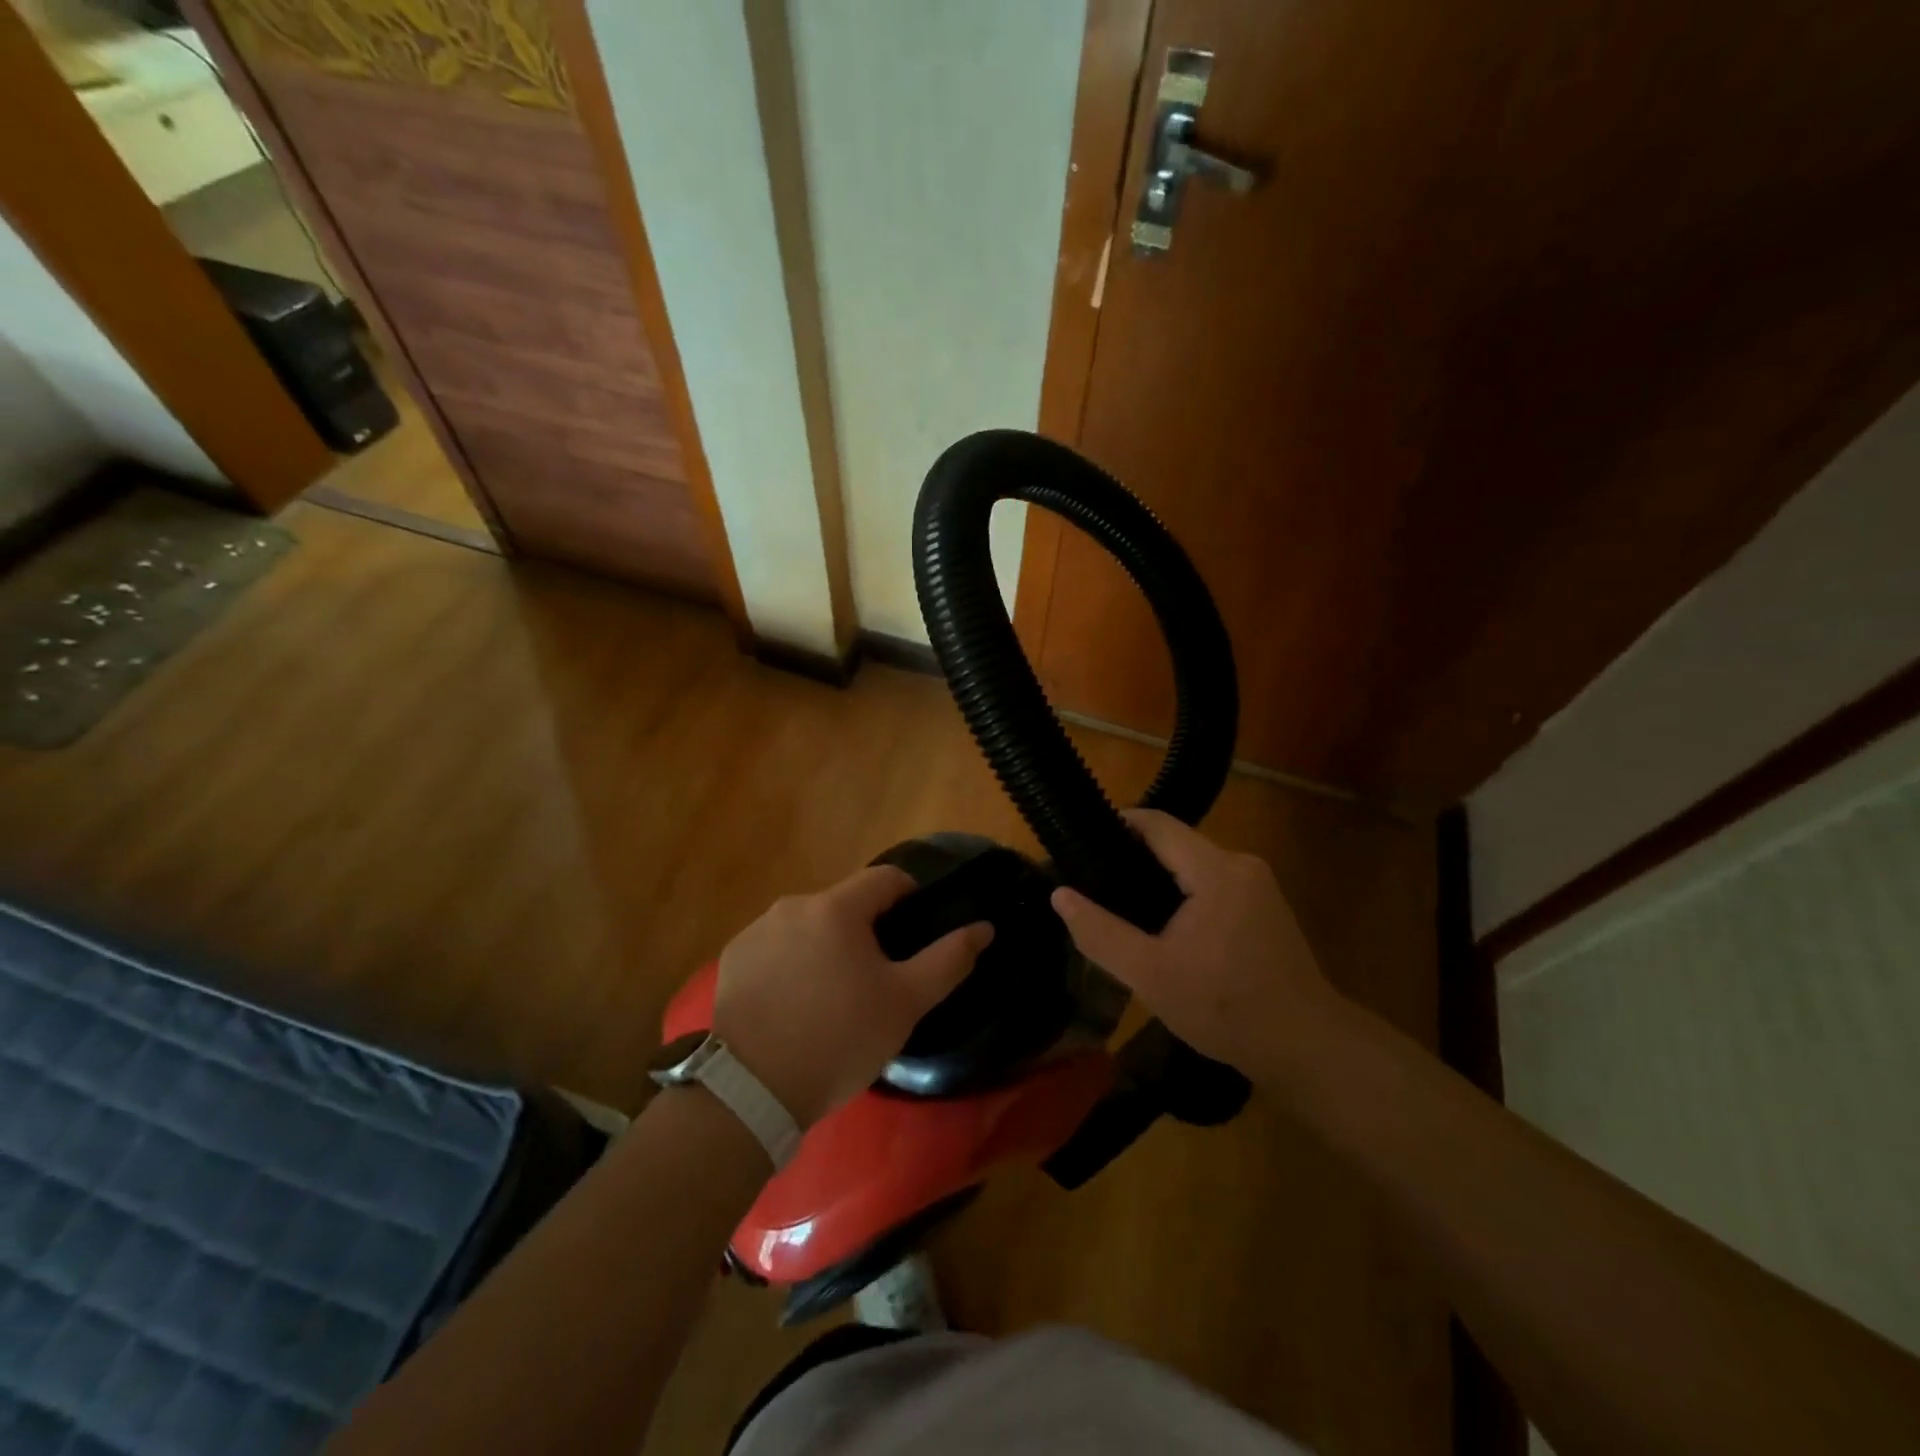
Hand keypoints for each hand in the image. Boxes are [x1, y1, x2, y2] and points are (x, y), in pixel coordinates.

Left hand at [711, 866, 992, 1127]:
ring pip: (809, 925)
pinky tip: (795, 1004)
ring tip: (833, 995)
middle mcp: (793, 905)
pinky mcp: (733, 958)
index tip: (916, 930)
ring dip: (827, 945)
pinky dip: (792, 962)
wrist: (752, 1090)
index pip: (886, 878)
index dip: (910, 896)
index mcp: (837, 908)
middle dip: (866, 930)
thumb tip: (984, 928)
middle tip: (877, 977)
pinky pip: (776, 946)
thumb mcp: (906, 1003)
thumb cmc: (840, 1038)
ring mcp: (757, 930)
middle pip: (846, 904)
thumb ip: (948, 959)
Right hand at [1050, 809, 1343, 1081]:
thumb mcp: (1150, 975)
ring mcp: (1258, 885)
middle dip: (1133, 857)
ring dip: (1158, 878)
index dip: (1117, 825)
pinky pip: (1212, 883)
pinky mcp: (1265, 906)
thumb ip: (1101, 933)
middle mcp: (1241, 864)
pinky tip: (1164, 925)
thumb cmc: (1225, 1009)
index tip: (1081, 843)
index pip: (1157, 824)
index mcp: (1216, 870)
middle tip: (1094, 883)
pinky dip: (1183, 893)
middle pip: (1175, 843)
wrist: (1306, 1048)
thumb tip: (1061, 895)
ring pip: (1194, 864)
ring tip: (1120, 905)